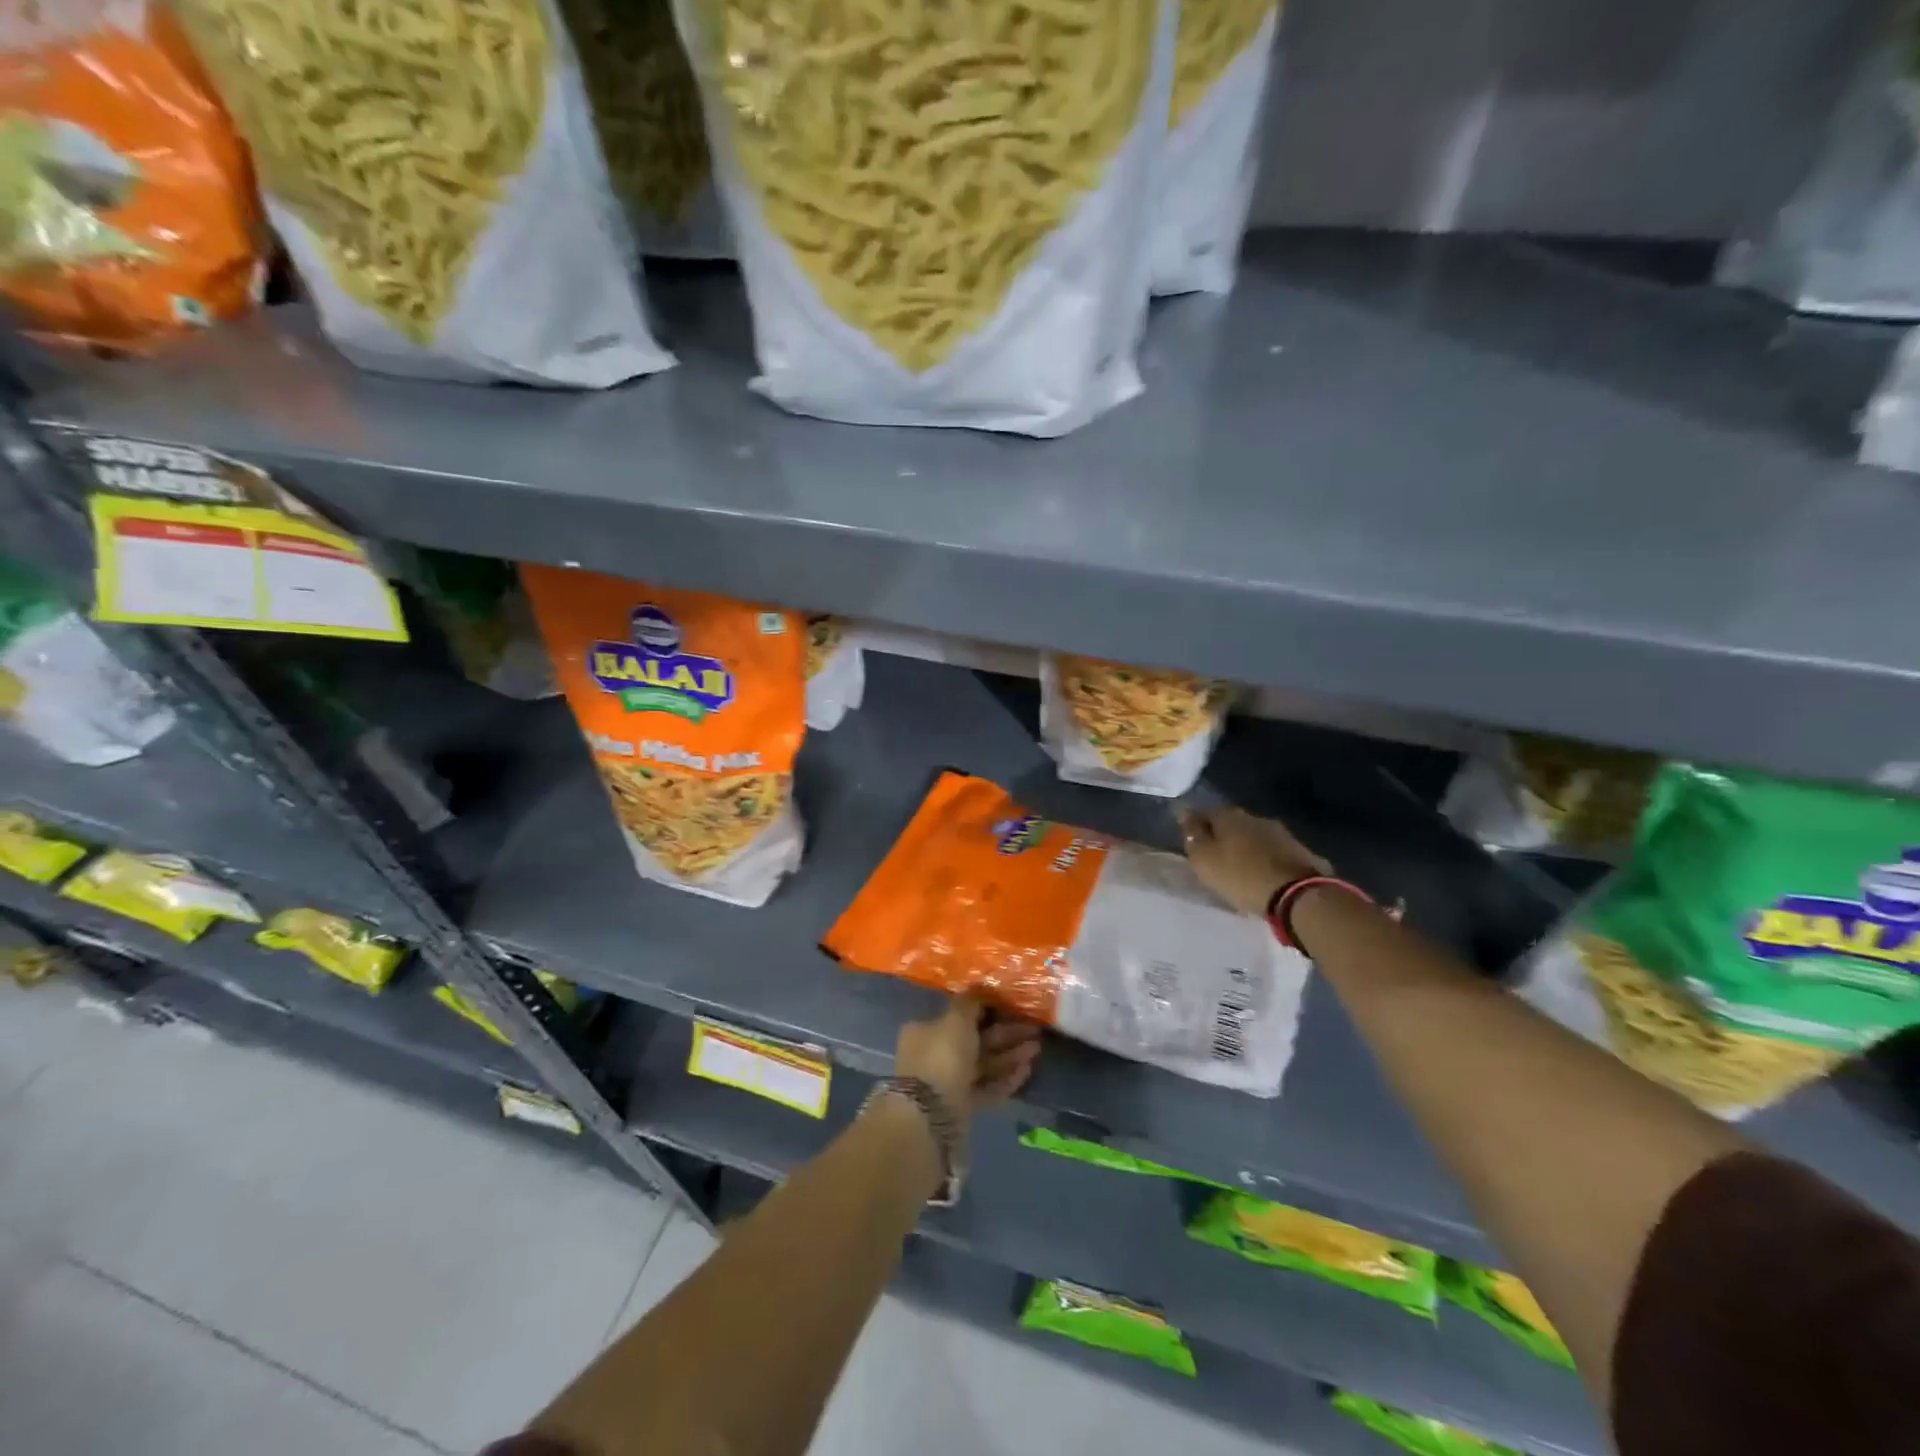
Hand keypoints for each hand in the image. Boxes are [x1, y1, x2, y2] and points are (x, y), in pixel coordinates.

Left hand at [895, 995, 1041, 1116]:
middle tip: (1033, 1029)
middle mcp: (933, 1055)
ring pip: (983, 1065)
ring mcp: (947, 1083)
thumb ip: (970, 1002)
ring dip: (1009, 1056)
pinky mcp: (961, 1107)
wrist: (931, 1115)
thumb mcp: (956, 1019)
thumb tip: (979, 987)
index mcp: (925, 1031)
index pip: (958, 1016)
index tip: (1010, 1008)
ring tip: (1036, 1049)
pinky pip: (986, 1088)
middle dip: (1005, 1035)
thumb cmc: (942, 1056)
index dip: (985, 1011)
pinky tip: (1027, 1071)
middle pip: (975, 1040)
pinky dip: (1005, 1079)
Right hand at [1179, 805, 1328, 916]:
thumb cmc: (1240, 875)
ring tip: (1238, 866)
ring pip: (1254, 836)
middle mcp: (1255, 817)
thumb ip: (1193, 835)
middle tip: (1214, 855)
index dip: (1197, 826)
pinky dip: (1264, 858)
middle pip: (1232, 824)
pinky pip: (1273, 852)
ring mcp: (1281, 833)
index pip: (1205, 813)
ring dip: (1245, 847)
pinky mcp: (1300, 851)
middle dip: (1223, 836)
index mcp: (1229, 816)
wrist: (1297, 895)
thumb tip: (1185, 812)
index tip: (1192, 840)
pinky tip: (1261, 872)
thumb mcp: (1204, 858)